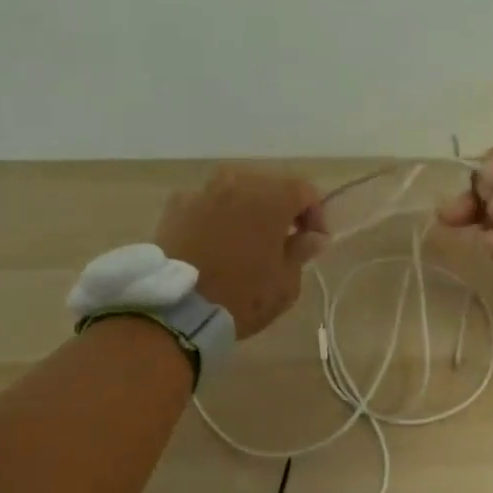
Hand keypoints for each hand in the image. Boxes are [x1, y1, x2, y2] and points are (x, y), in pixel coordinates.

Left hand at [156, 168, 327, 336]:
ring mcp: (203, 192)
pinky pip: (207, 203)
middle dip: (280, 209)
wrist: (177, 309)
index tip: (314, 241)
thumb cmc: (242, 297)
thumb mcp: (285, 283)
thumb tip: (312, 236)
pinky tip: (214, 242)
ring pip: (236, 190)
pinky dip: (216, 216)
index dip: (315, 214)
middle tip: (282, 240)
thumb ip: (301, 251)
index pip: (305, 191)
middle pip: (269, 185)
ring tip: (246, 239)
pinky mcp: (176, 206)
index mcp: (271, 199)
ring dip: (247, 209)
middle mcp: (237, 184)